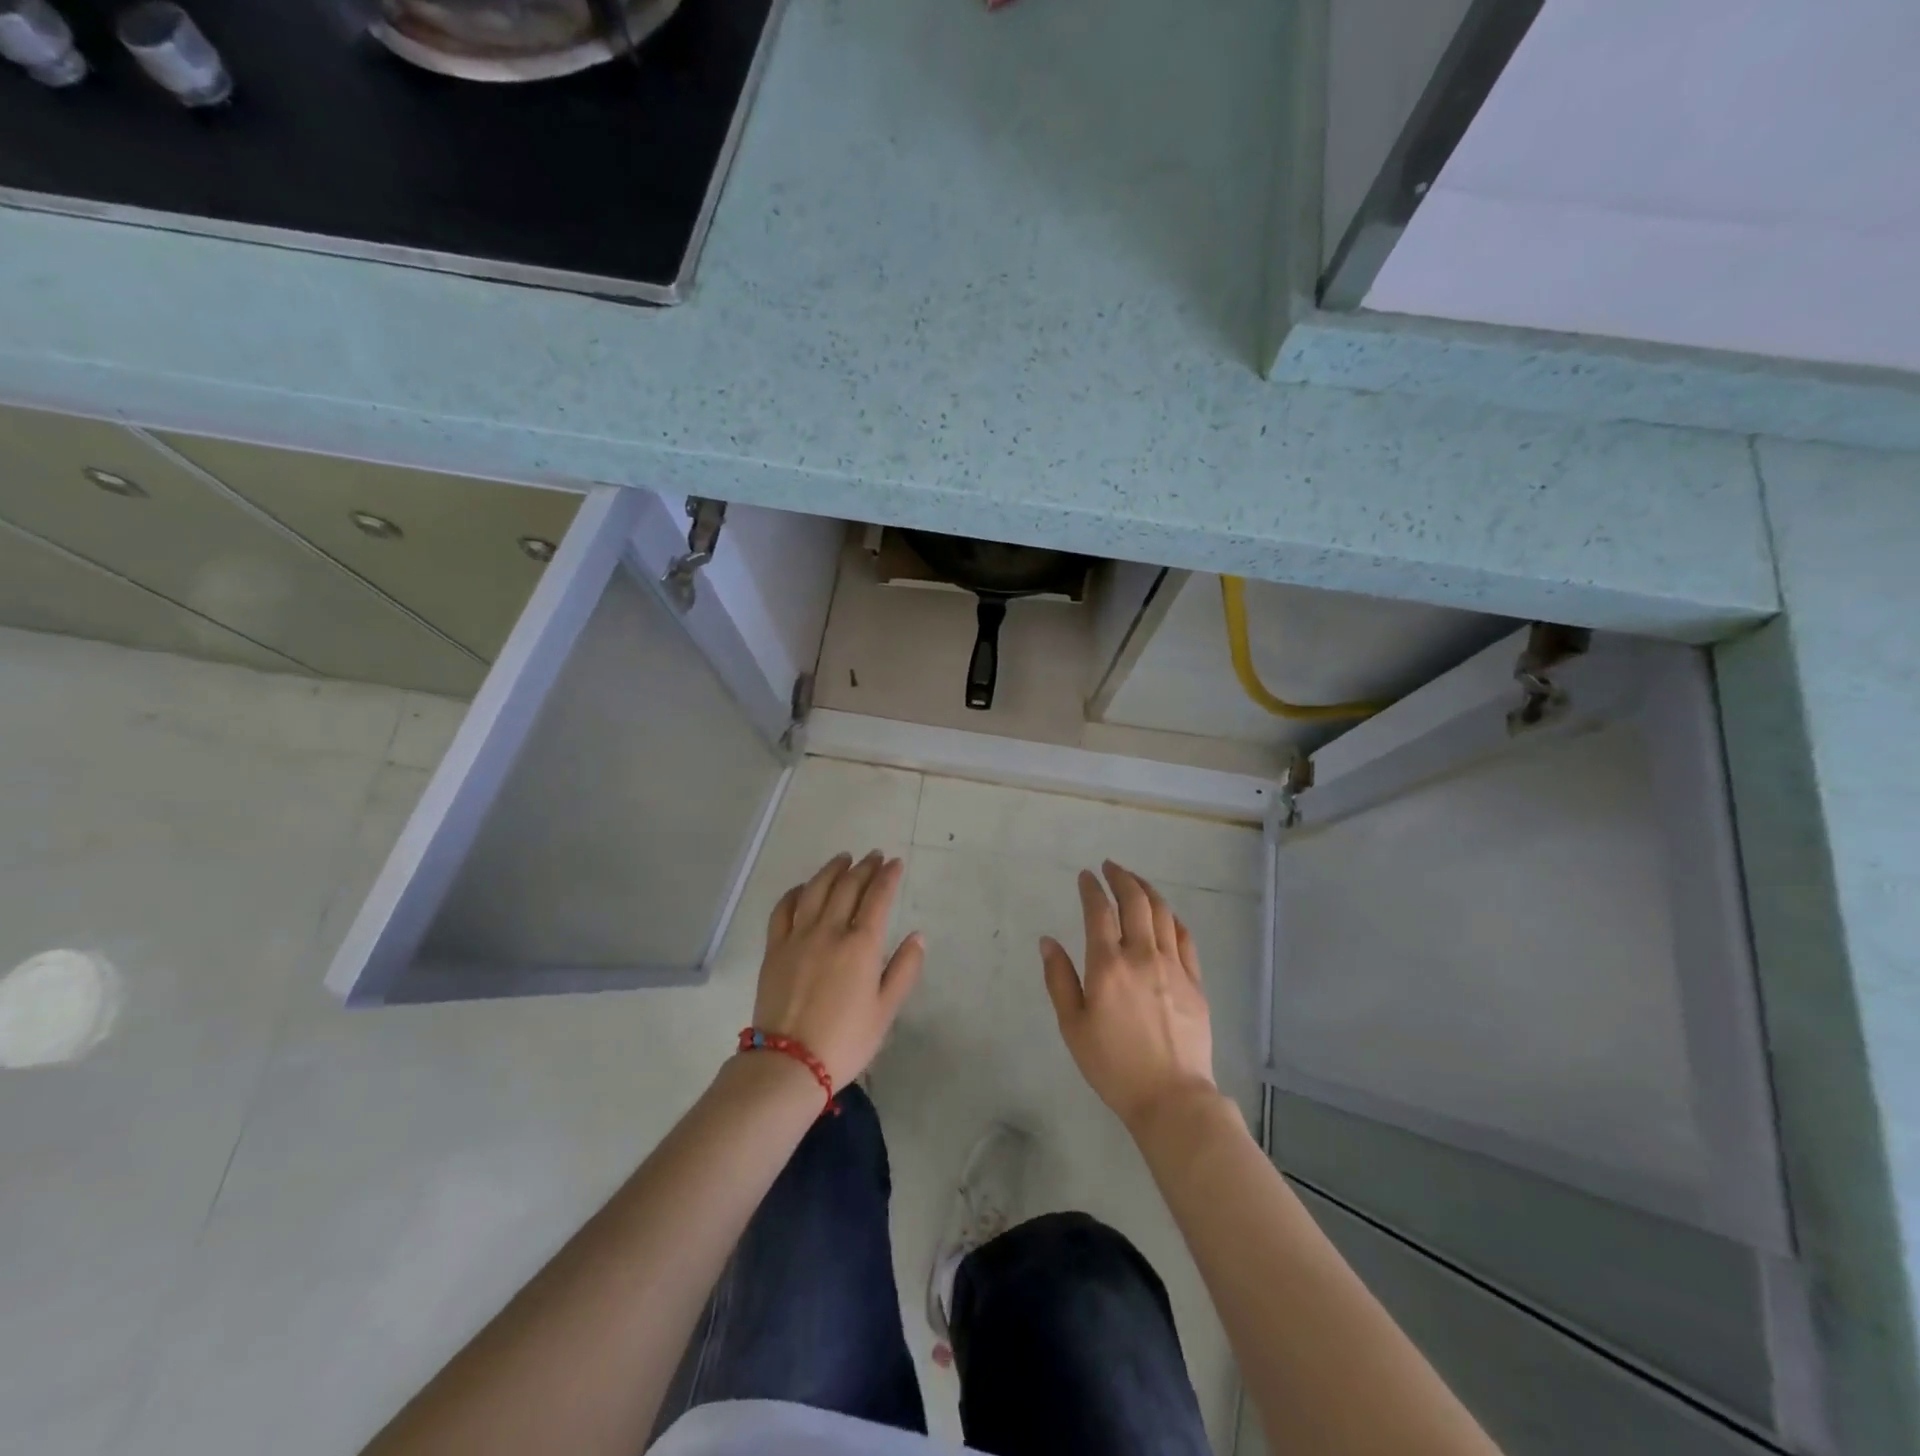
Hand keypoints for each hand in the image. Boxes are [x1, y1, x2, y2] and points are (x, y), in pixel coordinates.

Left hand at [751, 851, 923, 1088]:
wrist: (790, 1063)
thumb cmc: (846, 1041)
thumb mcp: (886, 1010)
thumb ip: (904, 969)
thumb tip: (918, 936)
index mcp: (861, 945)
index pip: (878, 897)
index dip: (888, 876)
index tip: (895, 863)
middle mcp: (830, 930)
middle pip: (848, 886)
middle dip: (864, 867)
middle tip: (874, 856)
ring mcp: (798, 937)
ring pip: (816, 889)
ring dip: (832, 870)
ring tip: (843, 859)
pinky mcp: (775, 948)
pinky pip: (784, 909)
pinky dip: (796, 892)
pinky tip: (804, 888)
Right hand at [1041, 860, 1216, 1132]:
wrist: (1171, 1098)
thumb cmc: (1113, 1065)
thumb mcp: (1073, 1026)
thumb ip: (1059, 979)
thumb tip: (1048, 941)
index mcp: (1108, 965)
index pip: (1099, 911)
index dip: (1091, 888)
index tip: (1086, 876)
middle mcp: (1142, 955)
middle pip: (1135, 902)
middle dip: (1121, 877)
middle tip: (1110, 866)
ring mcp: (1173, 966)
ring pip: (1162, 913)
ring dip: (1147, 890)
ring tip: (1135, 881)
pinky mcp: (1195, 981)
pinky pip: (1184, 937)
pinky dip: (1172, 917)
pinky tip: (1165, 914)